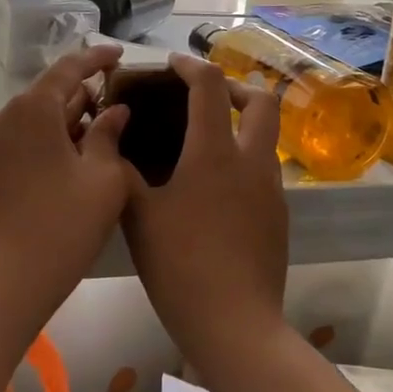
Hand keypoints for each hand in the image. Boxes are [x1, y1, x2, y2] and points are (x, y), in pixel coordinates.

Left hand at [0, 44, 130, 310]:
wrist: (3, 282)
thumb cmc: (64, 225)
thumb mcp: (103, 179)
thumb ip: (109, 135)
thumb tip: (114, 111)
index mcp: (32, 108)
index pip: (68, 69)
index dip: (95, 59)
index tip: (117, 55)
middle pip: (45, 97)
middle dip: (78, 100)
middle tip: (109, 110)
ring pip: (26, 123)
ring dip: (55, 127)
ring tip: (85, 145)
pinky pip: (9, 146)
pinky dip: (33, 148)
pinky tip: (54, 171)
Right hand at [122, 54, 288, 373]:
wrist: (235, 326)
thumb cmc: (181, 266)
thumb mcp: (138, 216)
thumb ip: (123, 173)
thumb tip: (113, 143)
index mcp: (214, 154)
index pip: (210, 86)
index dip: (191, 66)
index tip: (172, 65)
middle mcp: (252, 162)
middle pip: (262, 101)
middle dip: (235, 87)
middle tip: (204, 96)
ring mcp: (272, 191)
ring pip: (267, 137)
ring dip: (242, 124)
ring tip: (204, 141)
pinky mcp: (279, 217)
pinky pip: (264, 170)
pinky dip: (243, 159)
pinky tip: (214, 188)